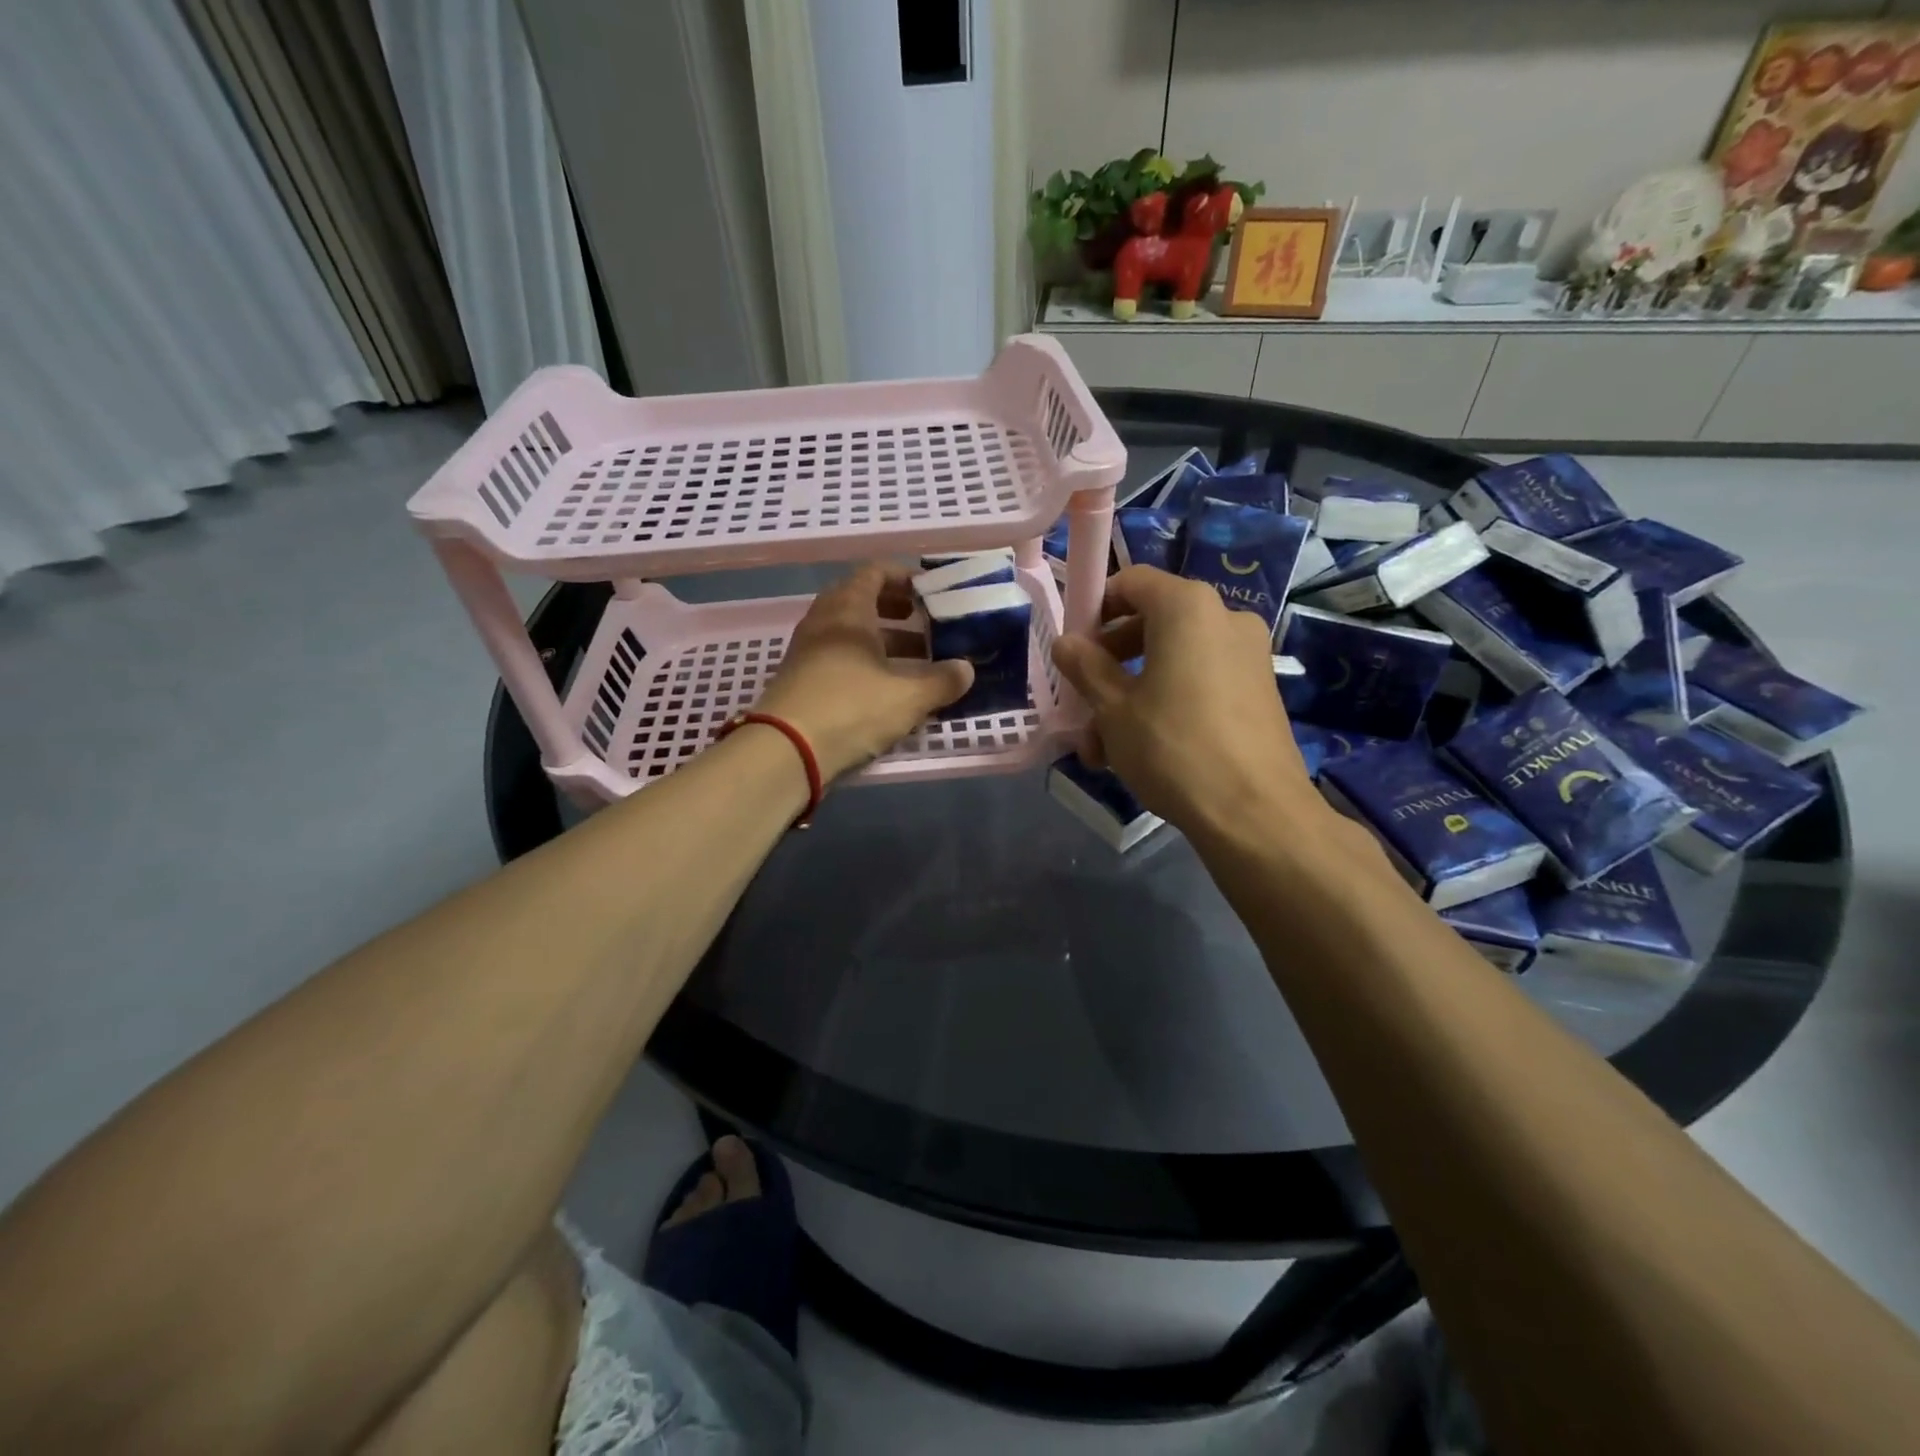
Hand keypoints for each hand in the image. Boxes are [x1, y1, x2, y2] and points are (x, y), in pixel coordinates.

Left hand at [753, 564, 972, 781]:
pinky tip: (891, 688)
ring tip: (920, 660)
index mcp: (848, 610)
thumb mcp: (907, 697)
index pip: (876, 572)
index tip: (933, 592)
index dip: (906, 577)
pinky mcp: (802, 680)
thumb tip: (966, 670)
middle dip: (899, 612)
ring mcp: (808, 652)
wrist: (785, 751)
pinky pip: (841, 659)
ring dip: (885, 642)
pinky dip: (868, 664)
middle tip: (929, 625)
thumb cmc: (850, 708)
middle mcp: (824, 622)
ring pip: (852, 634)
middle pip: (863, 602)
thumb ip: (941, 681)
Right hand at [1050, 566, 1322, 836]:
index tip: (1073, 649)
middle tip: (1083, 705)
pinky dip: (1167, 702)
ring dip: (1132, 694)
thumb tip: (1066, 642)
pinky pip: (1199, 681)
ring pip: (1173, 660)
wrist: (1255, 812)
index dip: (1094, 609)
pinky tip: (1142, 751)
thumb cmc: (1173, 748)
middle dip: (1110, 664)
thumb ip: (1085, 667)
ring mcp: (1247, 655)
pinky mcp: (1258, 690)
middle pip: (1151, 623)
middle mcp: (1224, 618)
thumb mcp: (1113, 709)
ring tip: (1103, 748)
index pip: (1131, 582)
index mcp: (1187, 607)